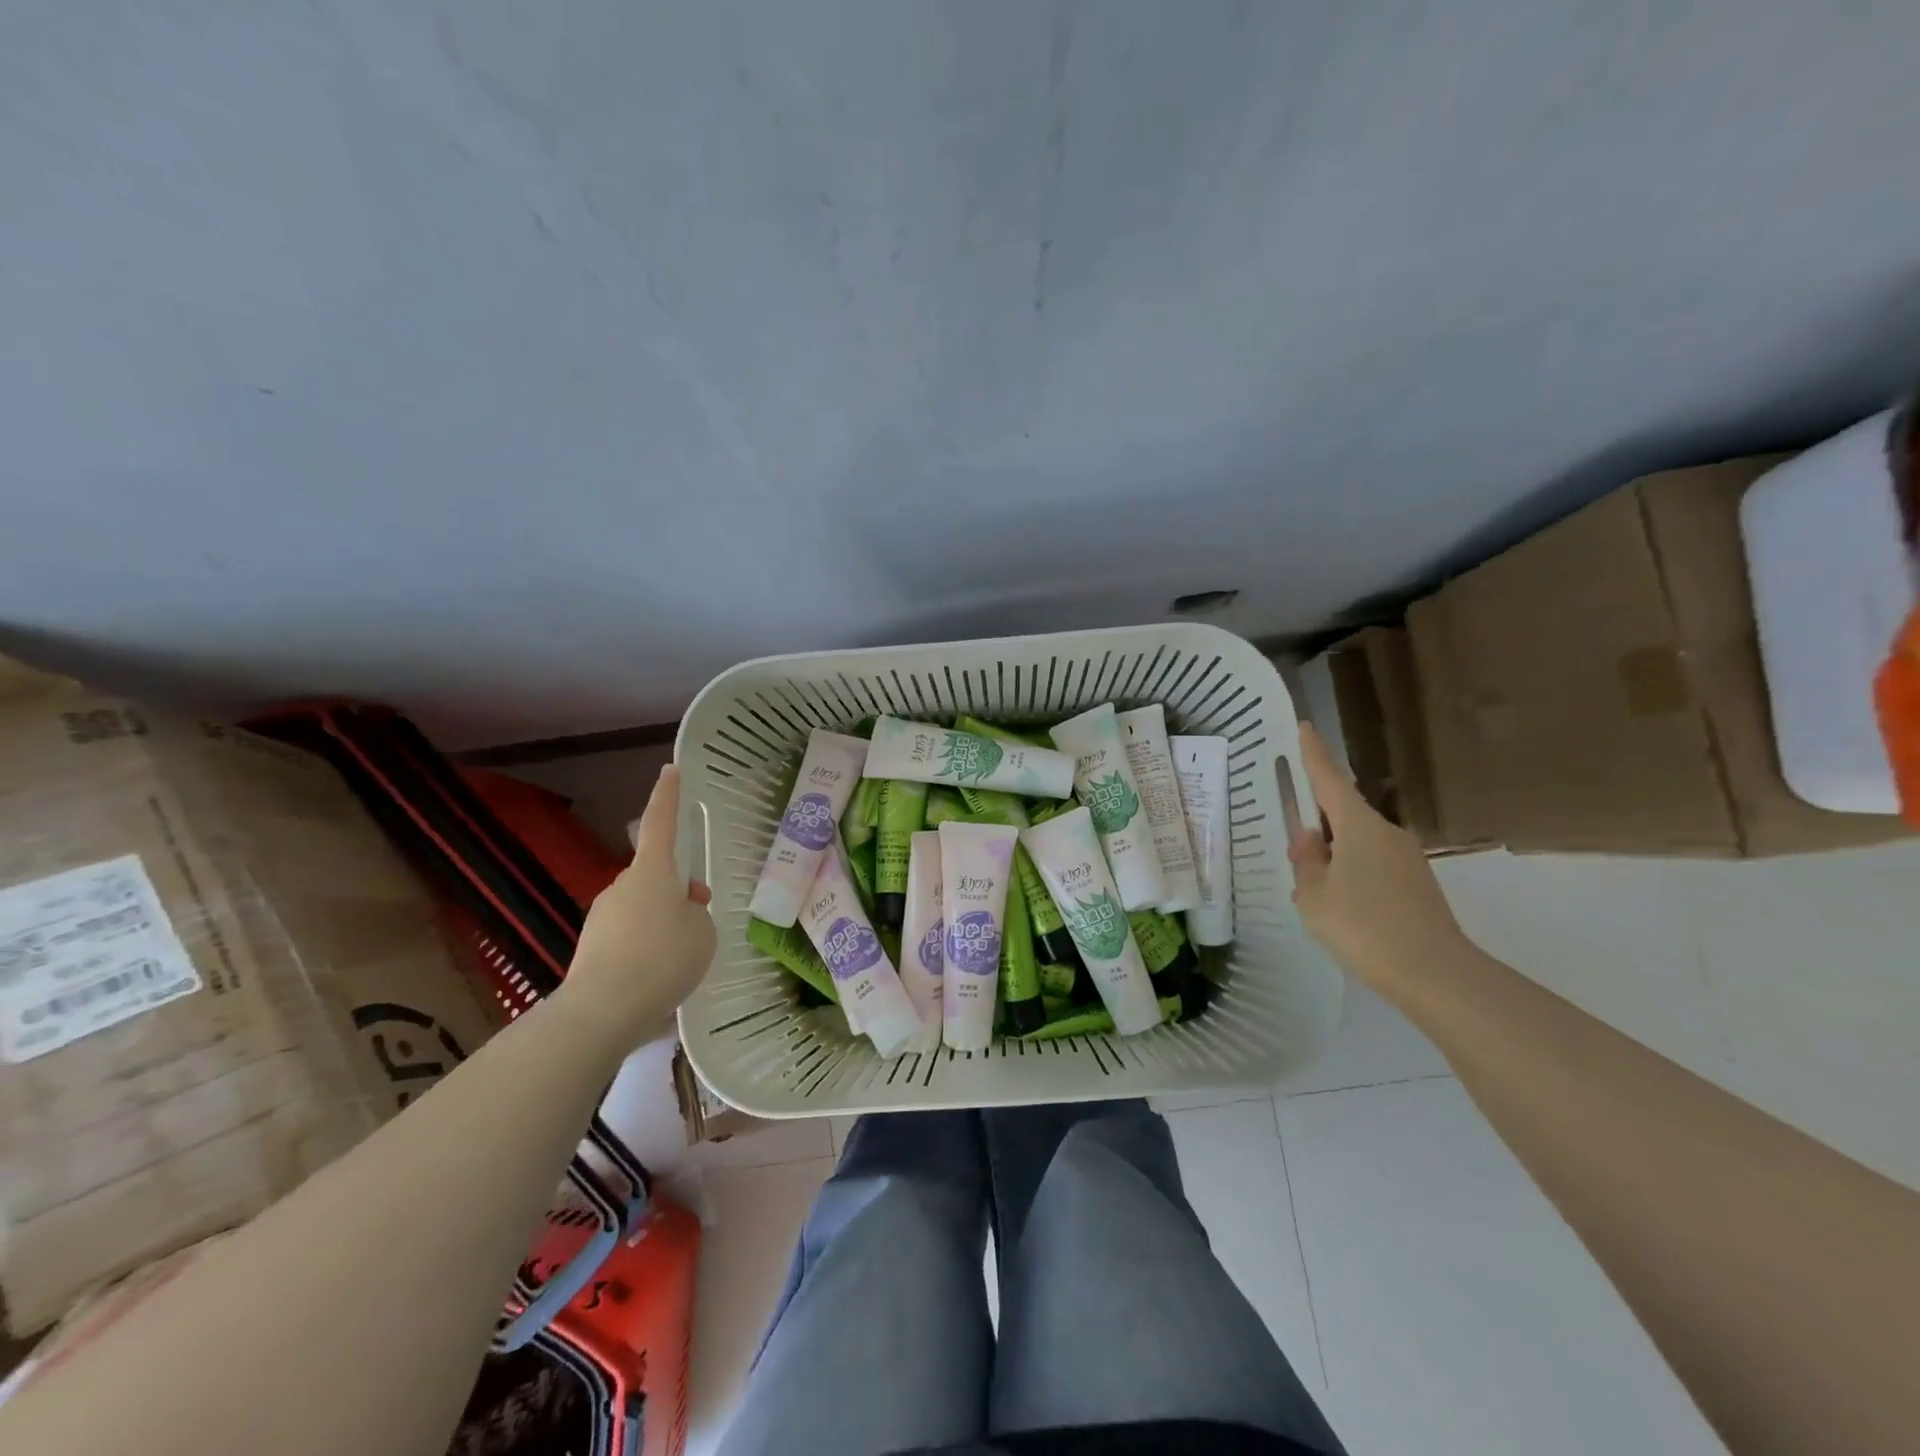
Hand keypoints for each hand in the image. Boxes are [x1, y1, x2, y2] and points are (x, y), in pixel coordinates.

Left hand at [560, 765, 715, 1050]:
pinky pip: (629, 935)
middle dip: (677, 889)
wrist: (602, 1012)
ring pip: (643, 907)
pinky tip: (656, 978)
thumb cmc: (662, 959)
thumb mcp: (702, 932)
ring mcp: (603, 916)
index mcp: (652, 872)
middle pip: (656, 875)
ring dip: (662, 921)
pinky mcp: (592, 946)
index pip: (662, 823)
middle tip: (699, 914)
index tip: (671, 770)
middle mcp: (623, 885)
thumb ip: (696, 914)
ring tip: (680, 958)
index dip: (668, 796)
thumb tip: (678, 914)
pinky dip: (645, 947)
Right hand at [1288, 723, 1471, 1000]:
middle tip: (1294, 852)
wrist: (1436, 975)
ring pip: (1357, 846)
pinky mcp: (1417, 886)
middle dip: (1317, 826)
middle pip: (1343, 815)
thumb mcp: (1314, 896)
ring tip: (1311, 892)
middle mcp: (1386, 833)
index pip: (1329, 779)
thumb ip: (1306, 863)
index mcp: (1358, 826)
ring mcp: (1406, 860)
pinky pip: (1372, 868)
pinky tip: (1339, 909)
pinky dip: (1351, 877)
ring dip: (1333, 858)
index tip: (1305, 726)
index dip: (1314, 754)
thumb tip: (1310, 841)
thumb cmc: (1364, 926)